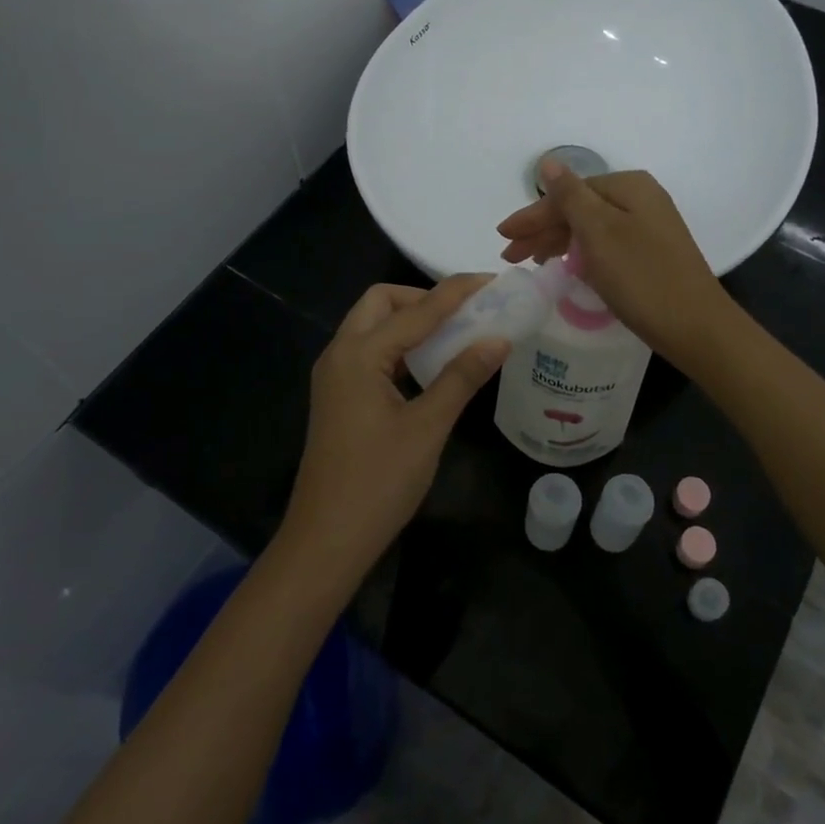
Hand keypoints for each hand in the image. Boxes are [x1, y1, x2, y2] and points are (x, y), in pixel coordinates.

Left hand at [280, 277, 506, 579]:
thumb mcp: (428, 427)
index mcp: (359, 355)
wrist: (325, 541)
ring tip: (456, 333)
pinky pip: (370, 352)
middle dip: (424, 298)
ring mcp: (335, 376)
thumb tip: (498, 338)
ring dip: (412, 321)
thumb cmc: (378, 484)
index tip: (493, 281)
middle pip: (382, 303)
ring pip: (373, 326)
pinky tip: (430, 365)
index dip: (458, 292)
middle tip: (466, 313)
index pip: (417, 309)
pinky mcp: (338, 395)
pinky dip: (400, 346)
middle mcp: (340, 354)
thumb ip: (462, 377)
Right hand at [496, 163, 732, 368]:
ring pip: (591, 228)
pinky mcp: (651, 253)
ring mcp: (649, 227)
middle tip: (511, 256)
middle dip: (542, 230)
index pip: (568, 194)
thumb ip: (570, 196)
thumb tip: (549, 161)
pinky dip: (581, 254)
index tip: (503, 237)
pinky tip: (566, 266)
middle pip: (579, 209)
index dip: (533, 216)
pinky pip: (605, 245)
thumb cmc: (641, 277)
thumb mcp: (599, 232)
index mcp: (628, 186)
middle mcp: (641, 199)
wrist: (696, 326)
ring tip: (531, 262)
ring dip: (558, 242)